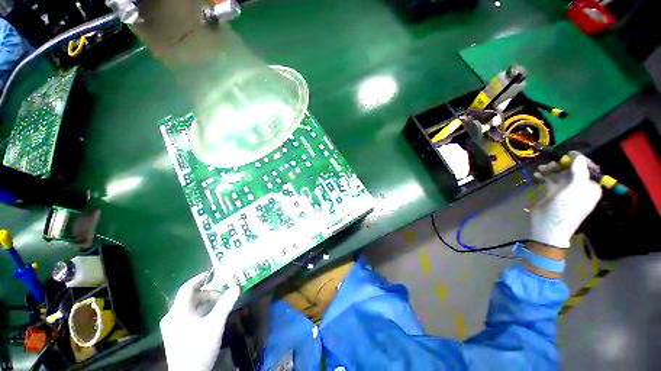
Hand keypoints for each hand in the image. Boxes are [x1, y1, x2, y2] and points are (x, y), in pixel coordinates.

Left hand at [160, 272, 239, 370]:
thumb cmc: (199, 347)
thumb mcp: (215, 324)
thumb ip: (225, 304)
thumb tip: (236, 287)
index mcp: (178, 311)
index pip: (187, 288)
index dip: (200, 279)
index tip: (213, 274)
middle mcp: (172, 316)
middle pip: (190, 298)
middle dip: (207, 293)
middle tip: (222, 294)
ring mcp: (172, 327)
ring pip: (189, 308)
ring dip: (204, 303)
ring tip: (219, 305)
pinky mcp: (174, 335)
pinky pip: (187, 316)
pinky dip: (199, 312)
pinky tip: (210, 317)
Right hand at [530, 151, 601, 248]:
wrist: (548, 228)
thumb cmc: (564, 210)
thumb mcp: (573, 190)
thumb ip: (578, 172)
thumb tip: (577, 155)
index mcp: (590, 187)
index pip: (588, 168)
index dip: (578, 160)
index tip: (566, 155)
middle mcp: (580, 187)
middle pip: (572, 170)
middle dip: (561, 165)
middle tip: (549, 165)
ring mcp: (566, 191)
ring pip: (560, 174)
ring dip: (550, 170)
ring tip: (540, 170)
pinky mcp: (554, 194)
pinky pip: (550, 181)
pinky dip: (544, 176)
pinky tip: (537, 175)